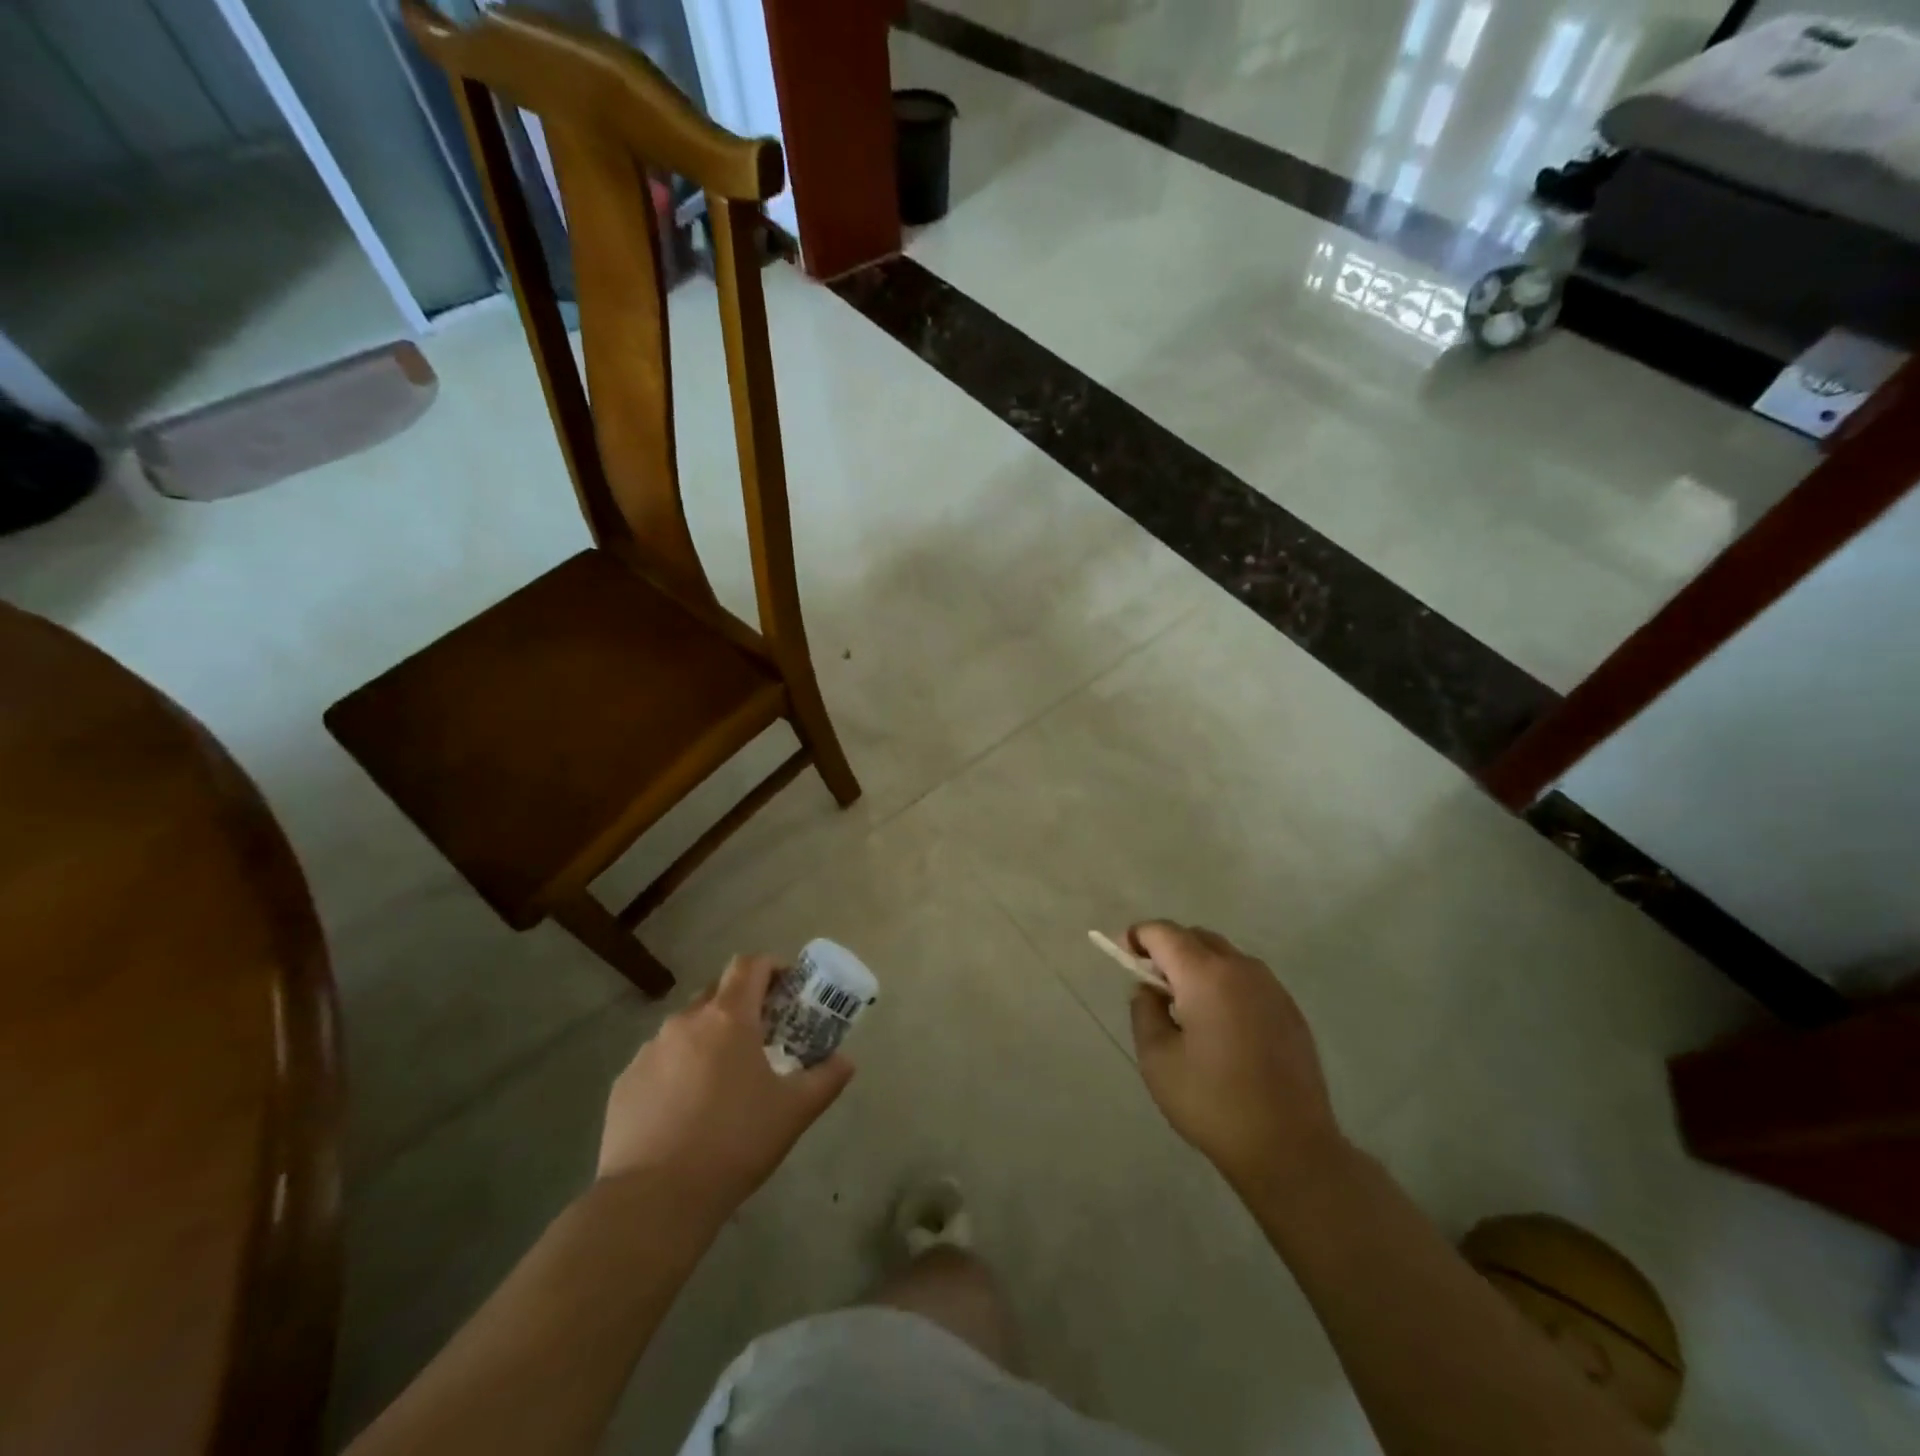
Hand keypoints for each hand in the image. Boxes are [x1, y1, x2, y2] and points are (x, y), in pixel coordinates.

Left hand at [597, 954, 852, 1220]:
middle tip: (761, 1036)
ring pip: (685, 1027)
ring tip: (722, 1079)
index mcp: (729, 1018)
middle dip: (741, 1004)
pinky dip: (677, 1069)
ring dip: (708, 1038)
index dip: (771, 968)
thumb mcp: (794, 1112)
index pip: (750, 965)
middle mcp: (685, 1022)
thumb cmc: (735, 1143)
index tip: (787, 990)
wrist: (653, 1200)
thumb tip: (846, 1061)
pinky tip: (685, 1110)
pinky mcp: (624, 1083)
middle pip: (717, 991)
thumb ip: (826, 1079)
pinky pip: (658, 1061)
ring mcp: (649, 1051)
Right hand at [1128, 921, 1345, 1197]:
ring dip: (1198, 964)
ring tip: (1184, 1004)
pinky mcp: (1291, 1011)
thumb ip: (1144, 1012)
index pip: (1164, 933)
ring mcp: (1272, 988)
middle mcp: (1242, 969)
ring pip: (1225, 956)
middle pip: (1196, 937)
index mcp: (1205, 975)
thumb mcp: (1157, 1059)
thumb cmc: (1213, 1103)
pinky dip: (1224, 984)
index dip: (1137, 936)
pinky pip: (1248, 979)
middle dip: (1167, 948)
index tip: (1122, 952)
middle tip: (1149, 981)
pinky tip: (1219, 1024)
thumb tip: (1148, 989)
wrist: (1291, 1149)